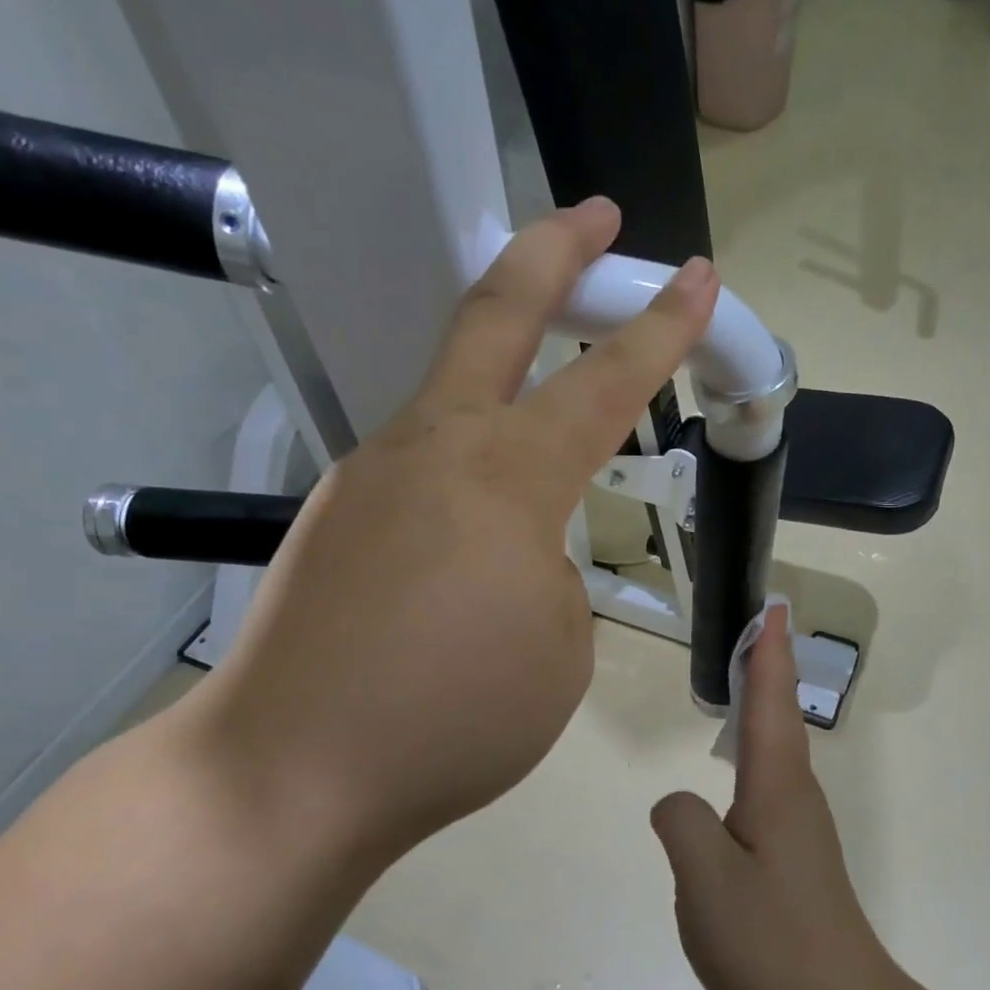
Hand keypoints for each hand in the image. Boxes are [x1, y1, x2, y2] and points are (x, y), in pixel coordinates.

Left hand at [182, 200, 719, 883]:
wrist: (290, 773)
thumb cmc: (451, 719)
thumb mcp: (558, 647)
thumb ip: (554, 573)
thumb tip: (520, 549)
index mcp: (506, 478)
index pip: (604, 382)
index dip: (660, 328)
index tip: (699, 278)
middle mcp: (432, 448)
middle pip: (495, 312)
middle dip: (555, 251)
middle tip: (598, 216)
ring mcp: (369, 474)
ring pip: (450, 388)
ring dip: (505, 366)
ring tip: (547, 405)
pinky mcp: (333, 515)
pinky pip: (420, 466)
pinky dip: (465, 468)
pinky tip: (472, 532)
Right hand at [650, 606, 897, 989]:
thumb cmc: (770, 940)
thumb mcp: (705, 878)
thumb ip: (681, 822)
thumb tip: (678, 803)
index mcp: (777, 788)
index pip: (771, 703)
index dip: (769, 654)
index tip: (773, 610)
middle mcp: (795, 796)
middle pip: (779, 717)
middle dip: (769, 669)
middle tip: (756, 632)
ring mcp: (799, 829)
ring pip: (777, 752)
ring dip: (764, 709)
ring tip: (745, 684)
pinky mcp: (795, 858)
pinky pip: (769, 786)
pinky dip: (756, 753)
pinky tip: (740, 770)